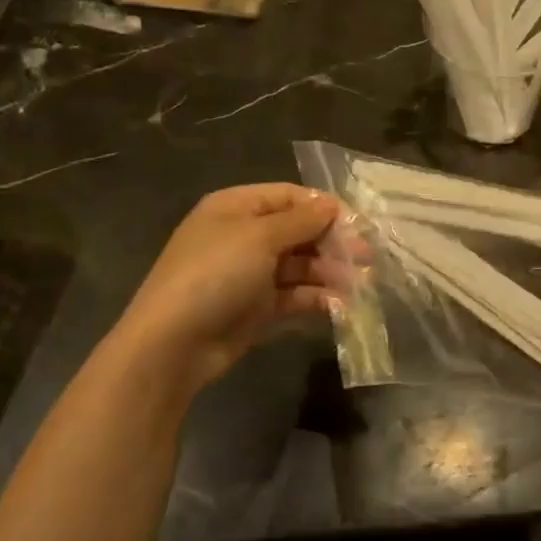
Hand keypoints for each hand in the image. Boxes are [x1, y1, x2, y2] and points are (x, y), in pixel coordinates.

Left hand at [124, 183, 339, 390]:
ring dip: (330, 271)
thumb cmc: (215, 274)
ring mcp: (251, 273)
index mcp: (237, 208)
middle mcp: (244, 236)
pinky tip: (339, 304)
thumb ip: (301, 220)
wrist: (173, 343)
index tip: (357, 224)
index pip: (289, 197)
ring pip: (301, 265)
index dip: (323, 207)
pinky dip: (317, 297)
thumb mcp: (259, 237)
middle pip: (298, 231)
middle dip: (333, 242)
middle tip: (366, 257)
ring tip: (359, 283)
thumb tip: (331, 204)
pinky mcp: (258, 307)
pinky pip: (294, 295)